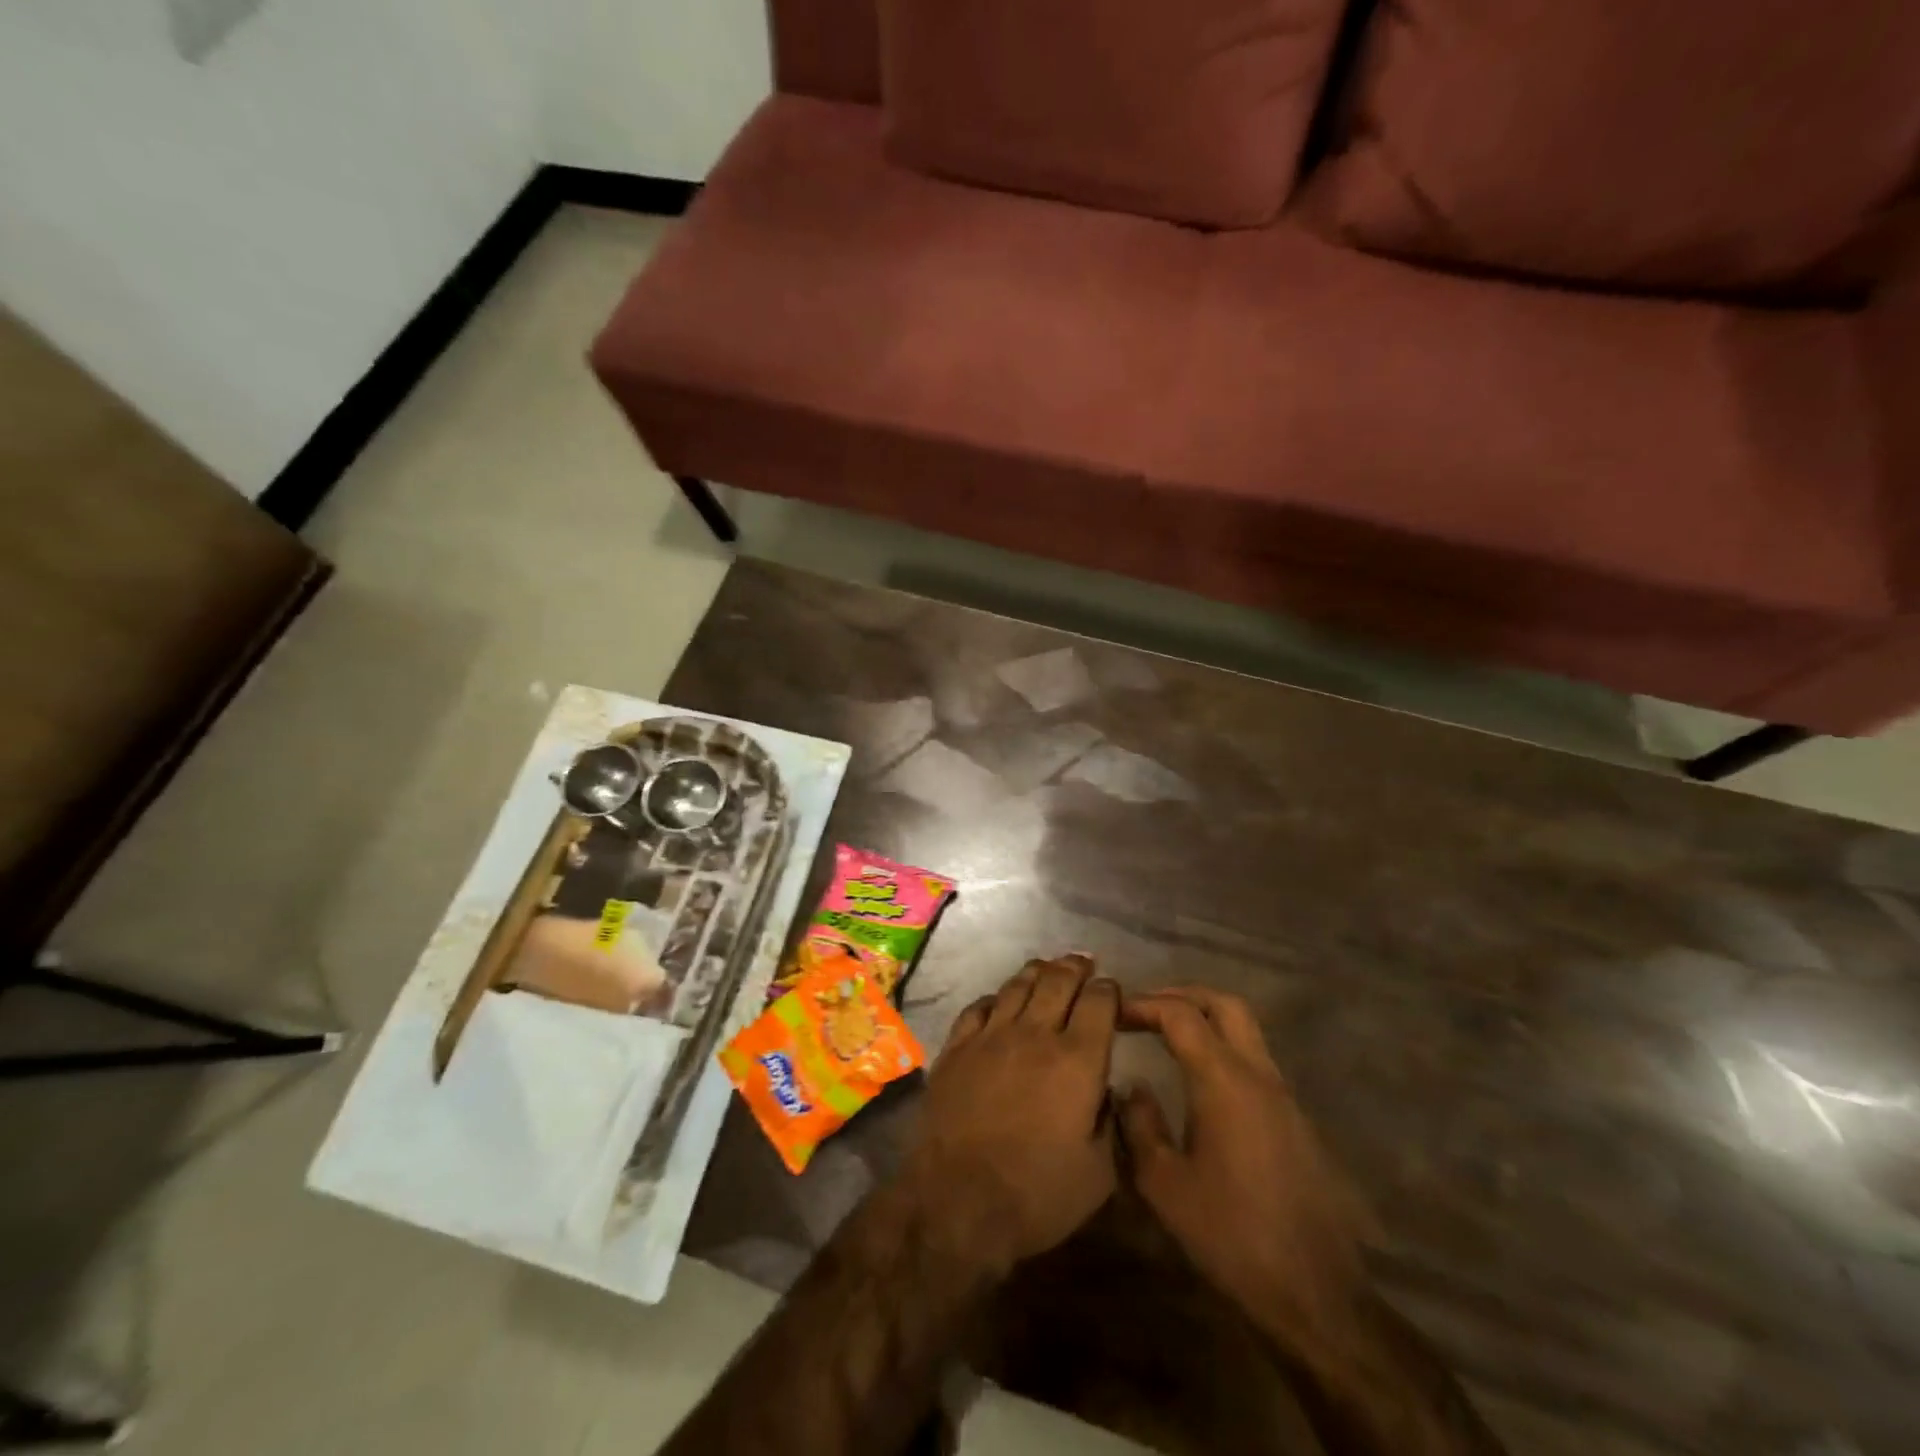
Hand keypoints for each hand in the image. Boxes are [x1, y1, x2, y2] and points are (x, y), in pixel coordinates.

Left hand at [903, 954, 1119, 1275]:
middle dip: (1076, 967)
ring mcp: (991, 1035)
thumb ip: (1112, 1122)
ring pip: (1018, 985)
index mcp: (1078, 1060)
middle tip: (1083, 964)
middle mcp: (1036, 1034)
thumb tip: (1110, 1090)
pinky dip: (995, 997)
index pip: (1100, 1002)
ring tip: (1047, 968)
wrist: (958, 1200)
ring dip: (1038, 972)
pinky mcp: (957, 1046)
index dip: (1109, 990)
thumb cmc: (1038, 1193)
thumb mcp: (1100, 1173)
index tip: (1112, 991)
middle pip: (1058, 979)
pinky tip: (999, 1000)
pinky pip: (979, 1006)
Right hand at [1119, 988, 1375, 1360]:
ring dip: (1206, 1020)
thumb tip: (1132, 1086)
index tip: (1114, 1013)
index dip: (1144, 1004)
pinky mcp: (1297, 1121)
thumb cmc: (1231, 1235)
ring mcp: (1284, 1096)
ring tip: (1167, 1036)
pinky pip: (1256, 1061)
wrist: (1316, 1294)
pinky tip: (1201, 1081)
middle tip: (1146, 1008)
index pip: (1181, 1015)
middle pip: (1225, 1004)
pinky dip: (1224, 1049)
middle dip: (1182, 995)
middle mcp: (1258, 1075)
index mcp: (1224, 1080)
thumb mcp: (1164, 1185)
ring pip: (1247, 1030)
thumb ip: (1139, 1125)